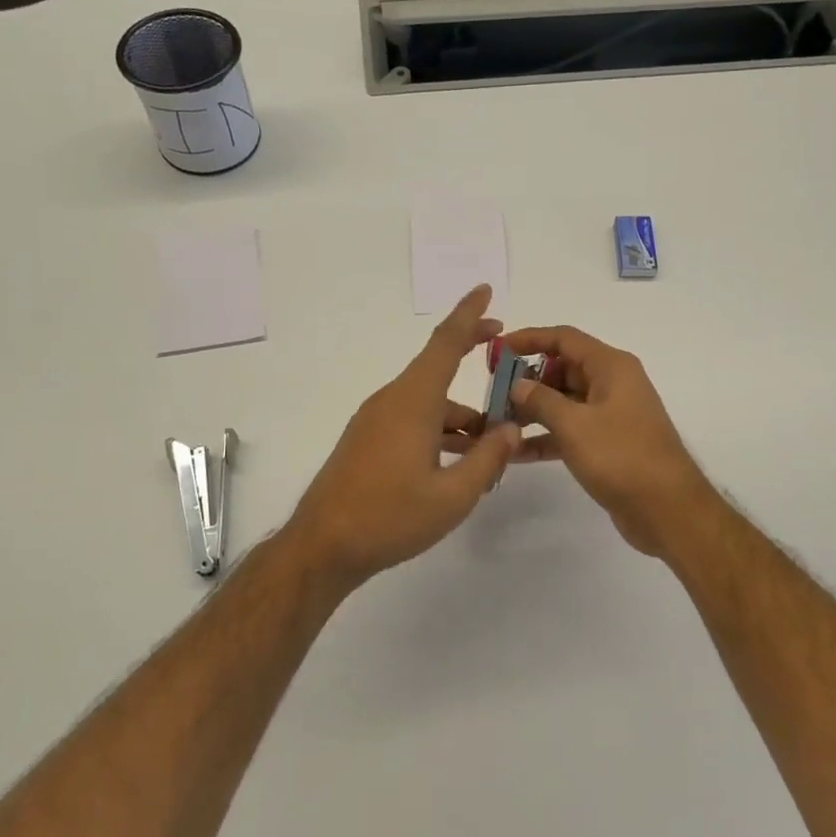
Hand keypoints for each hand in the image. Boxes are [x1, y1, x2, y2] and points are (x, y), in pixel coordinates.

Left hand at [281, 286, 520, 589]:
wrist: (323, 546)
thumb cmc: (390, 517)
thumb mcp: (453, 495)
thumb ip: (488, 459)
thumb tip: (511, 429)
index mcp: (413, 401)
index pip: (445, 343)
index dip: (468, 314)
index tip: (485, 290)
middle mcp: (392, 400)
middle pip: (437, 368)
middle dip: (470, 357)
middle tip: (504, 355)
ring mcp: (375, 420)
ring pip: (427, 401)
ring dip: (459, 413)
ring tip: (491, 445)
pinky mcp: (367, 440)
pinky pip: (411, 418)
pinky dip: (438, 428)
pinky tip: (455, 460)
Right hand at [502, 325, 718, 557]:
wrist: (668, 510)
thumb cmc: (622, 457)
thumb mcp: (575, 425)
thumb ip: (541, 400)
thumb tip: (517, 384)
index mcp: (610, 366)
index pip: (564, 338)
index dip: (529, 339)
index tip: (496, 350)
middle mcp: (612, 384)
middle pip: (562, 369)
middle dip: (527, 380)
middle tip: (492, 395)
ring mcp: (610, 415)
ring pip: (564, 402)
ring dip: (532, 410)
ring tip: (496, 423)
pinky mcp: (607, 444)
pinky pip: (570, 430)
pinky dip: (546, 437)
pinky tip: (515, 453)